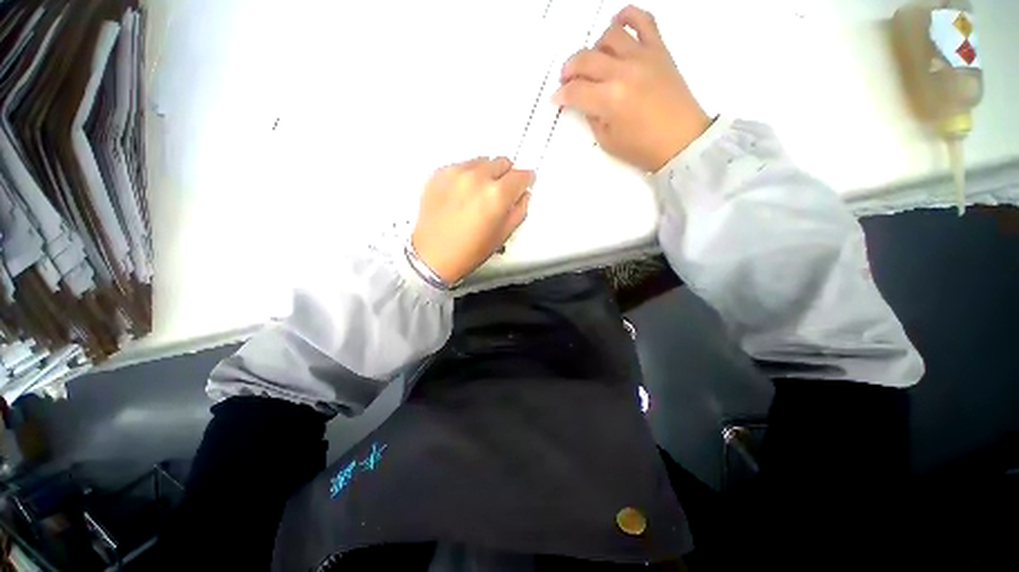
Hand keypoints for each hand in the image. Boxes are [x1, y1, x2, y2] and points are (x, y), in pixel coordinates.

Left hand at [411, 157, 533, 284]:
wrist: (432, 255)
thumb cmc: (468, 252)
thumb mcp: (503, 235)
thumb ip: (519, 211)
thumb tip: (522, 195)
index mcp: (497, 195)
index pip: (521, 175)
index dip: (526, 181)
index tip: (523, 185)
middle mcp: (477, 177)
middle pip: (502, 162)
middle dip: (507, 175)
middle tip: (501, 192)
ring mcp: (456, 173)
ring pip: (482, 161)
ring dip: (486, 173)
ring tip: (479, 194)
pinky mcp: (439, 173)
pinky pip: (461, 166)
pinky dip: (467, 176)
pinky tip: (462, 194)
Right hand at [554, 6, 710, 171]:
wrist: (682, 140)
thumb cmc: (643, 148)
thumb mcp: (607, 141)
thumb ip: (593, 117)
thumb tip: (586, 101)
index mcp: (609, 100)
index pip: (575, 90)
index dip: (561, 95)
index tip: (556, 99)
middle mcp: (622, 72)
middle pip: (586, 59)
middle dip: (569, 69)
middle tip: (567, 79)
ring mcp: (642, 56)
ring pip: (609, 35)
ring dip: (595, 46)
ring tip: (594, 60)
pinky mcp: (659, 50)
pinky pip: (644, 20)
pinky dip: (628, 16)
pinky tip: (617, 23)